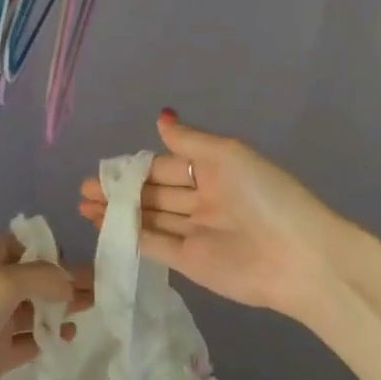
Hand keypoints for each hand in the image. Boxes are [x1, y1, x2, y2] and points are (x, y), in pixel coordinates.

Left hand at [0, 235, 92, 379]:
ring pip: (35, 309)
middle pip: (35, 278)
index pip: (24, 245)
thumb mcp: (1, 283)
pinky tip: (69, 337)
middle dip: (65, 280)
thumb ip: (42, 277)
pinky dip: (50, 337)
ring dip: (62, 308)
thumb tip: (71, 283)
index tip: (82, 261)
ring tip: (94, 311)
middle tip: (103, 289)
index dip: (51, 250)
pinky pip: (29, 341)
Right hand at [78, 110, 351, 320]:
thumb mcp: (227, 155)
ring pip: (150, 218)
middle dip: (120, 190)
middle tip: (83, 188)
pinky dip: (128, 235)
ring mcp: (196, 232)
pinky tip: (102, 226)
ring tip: (83, 205)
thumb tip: (160, 117)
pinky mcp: (190, 262)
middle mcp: (204, 199)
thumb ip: (189, 140)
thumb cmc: (265, 195)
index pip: (167, 165)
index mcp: (216, 170)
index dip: (137, 166)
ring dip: (118, 211)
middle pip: (154, 193)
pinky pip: (154, 244)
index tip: (104, 167)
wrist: (298, 257)